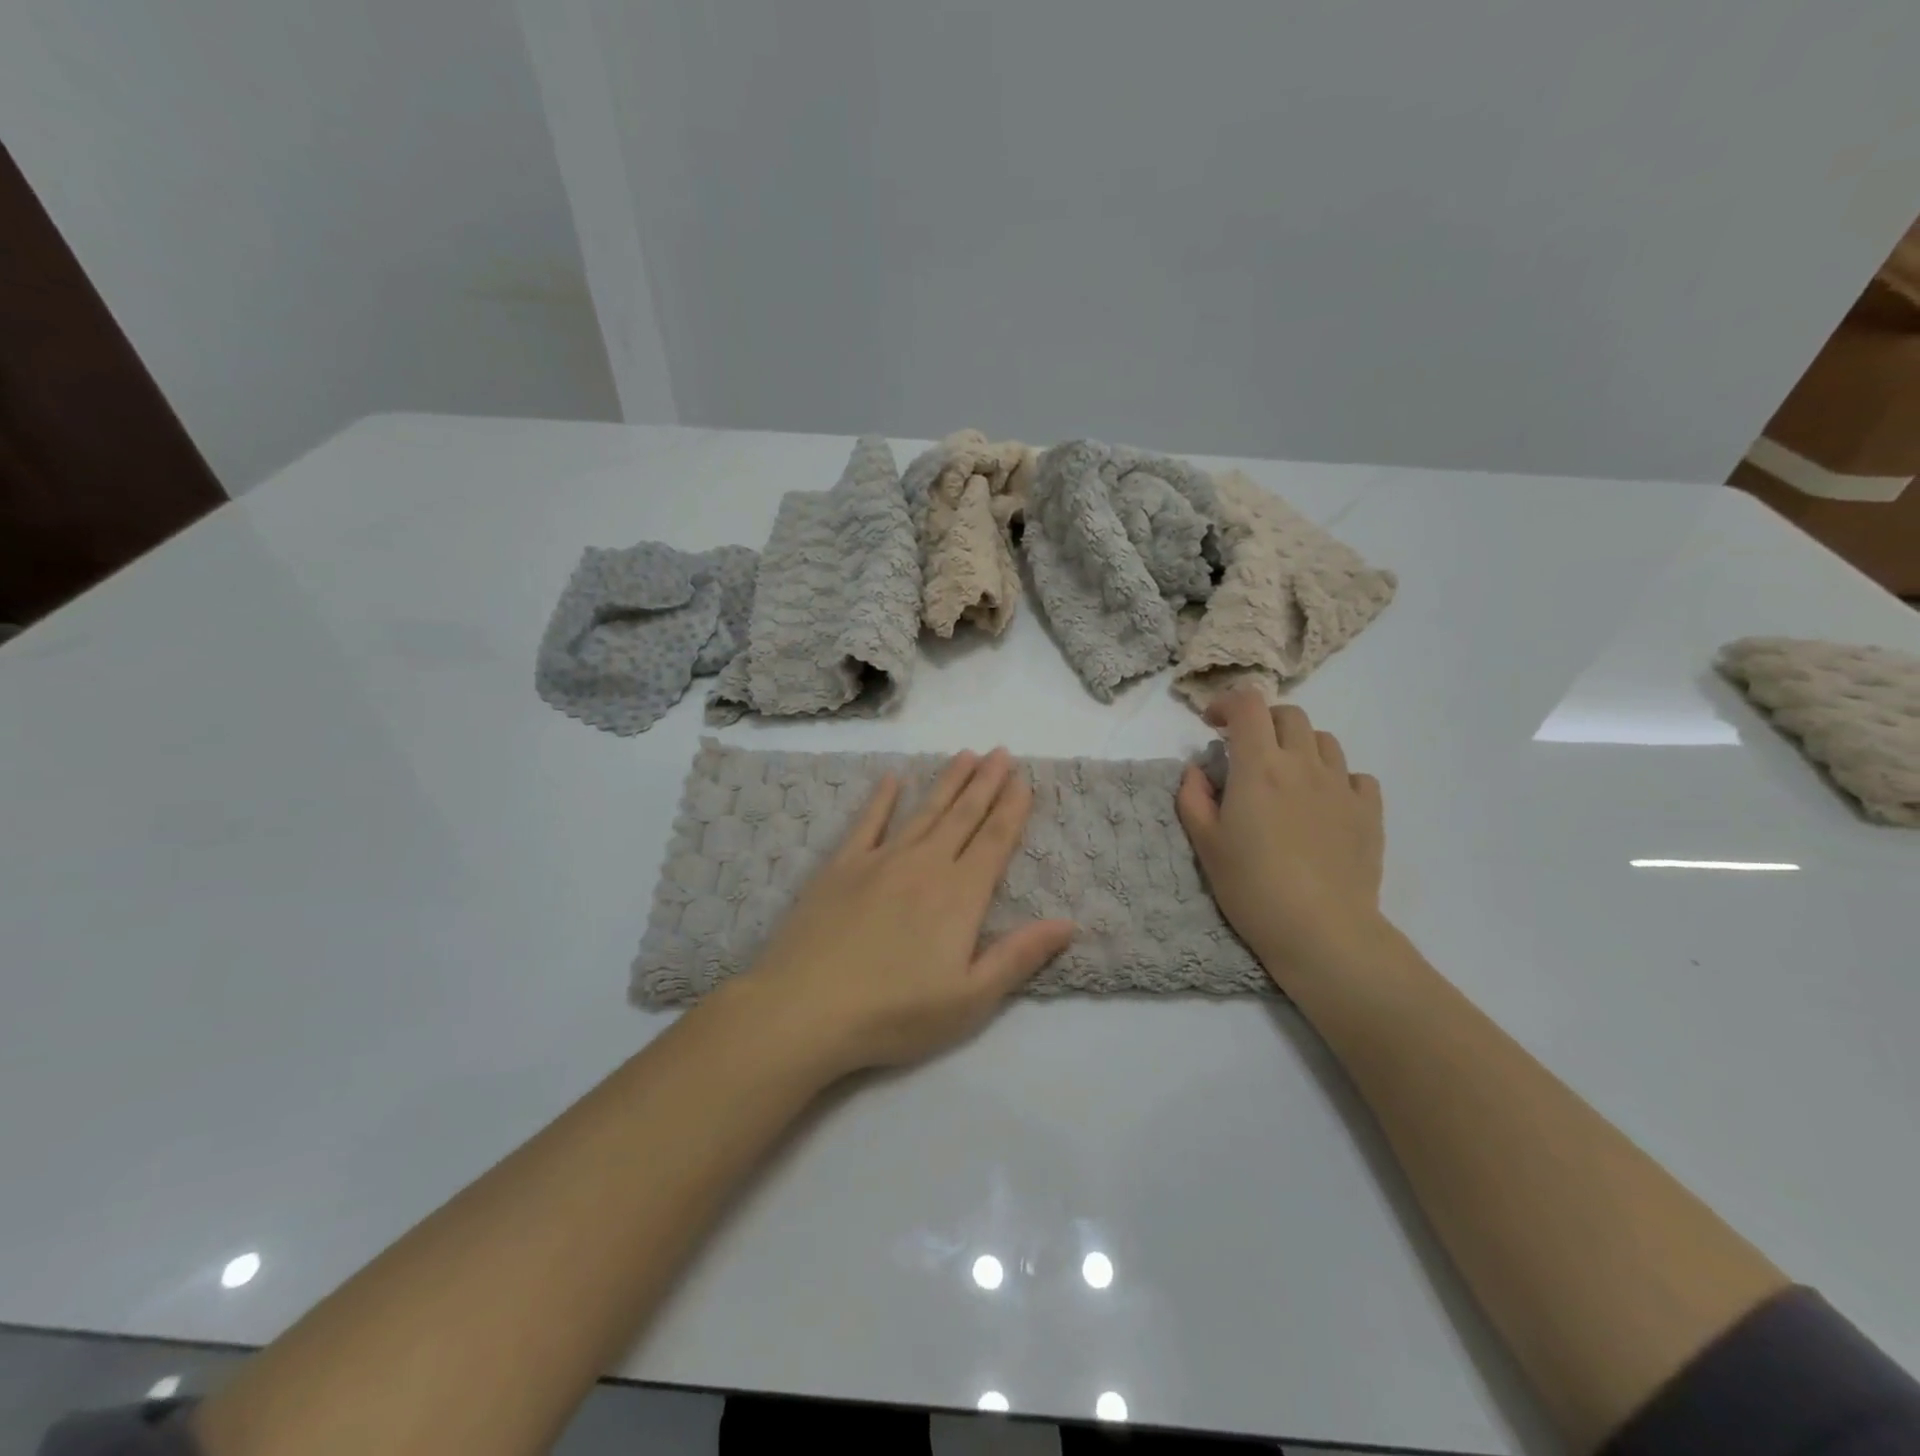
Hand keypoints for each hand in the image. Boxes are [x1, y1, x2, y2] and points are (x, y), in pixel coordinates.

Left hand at [733, 749, 1076, 1074]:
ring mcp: (880, 860)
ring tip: (965, 754)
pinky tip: (892, 778)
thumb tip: (1068, 922)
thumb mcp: (970, 999)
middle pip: (963, 816)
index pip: (994, 841)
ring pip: (924, 811)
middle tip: (1001, 751)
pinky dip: (882, 798)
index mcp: (960, 895)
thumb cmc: (894, 1013)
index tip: (1024, 779)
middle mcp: (925, 865)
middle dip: (986, 782)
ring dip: (947, 781)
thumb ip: (1019, 956)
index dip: (1012, 809)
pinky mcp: (841, 866)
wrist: (805, 1008)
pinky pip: (867, 822)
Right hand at [1176, 691, 1384, 986]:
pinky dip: (1336, 777)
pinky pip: (1356, 776)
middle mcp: (1303, 764)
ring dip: (1299, 746)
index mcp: (1259, 767)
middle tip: (1247, 751)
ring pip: (1324, 740)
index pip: (1248, 705)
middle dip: (1263, 722)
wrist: (1320, 930)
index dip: (1227, 703)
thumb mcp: (1204, 843)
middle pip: (1289, 715)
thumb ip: (1193, 797)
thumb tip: (1198, 770)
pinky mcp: (1369, 812)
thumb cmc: (1251, 886)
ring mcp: (1341, 786)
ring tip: (1286, 776)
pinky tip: (1324, 802)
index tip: (1212, 724)